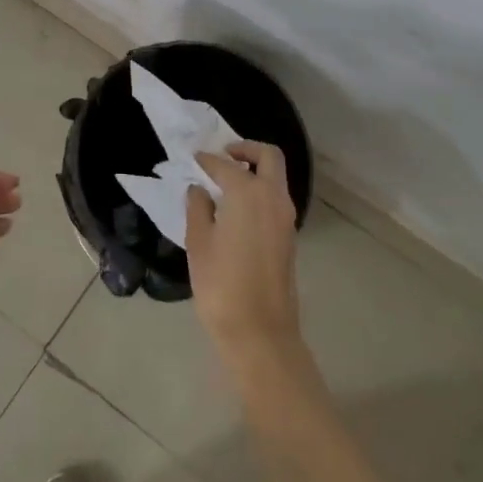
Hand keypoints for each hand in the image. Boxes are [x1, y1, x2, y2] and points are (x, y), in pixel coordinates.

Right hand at [185, 142, 305, 378]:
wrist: (260, 331)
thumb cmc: (221, 285)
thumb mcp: (199, 243)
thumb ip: (198, 209)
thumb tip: (199, 191)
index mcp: (248, 193)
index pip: (225, 165)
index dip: (207, 160)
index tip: (193, 158)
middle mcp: (273, 198)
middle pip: (269, 157)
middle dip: (246, 149)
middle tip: (222, 156)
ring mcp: (286, 217)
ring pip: (276, 178)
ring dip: (255, 170)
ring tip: (224, 183)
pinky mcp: (289, 236)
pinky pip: (276, 199)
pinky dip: (260, 191)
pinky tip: (236, 208)